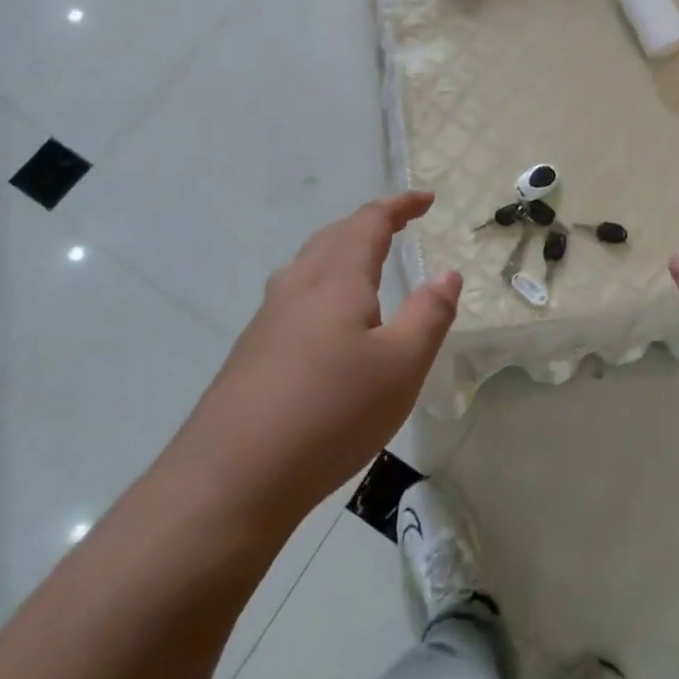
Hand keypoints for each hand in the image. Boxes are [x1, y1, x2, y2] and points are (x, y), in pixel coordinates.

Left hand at [170, 192, 461, 531]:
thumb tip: (448, 274)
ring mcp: (268, 318)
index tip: (426, 199)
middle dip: (370, 225)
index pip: (370, 222)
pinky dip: (324, 287)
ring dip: (342, 252)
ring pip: (309, 266)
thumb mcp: (401, 367)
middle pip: (334, 237)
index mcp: (336, 279)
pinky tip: (328, 323)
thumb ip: (429, 315)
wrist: (231, 478)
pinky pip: (295, 297)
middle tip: (400, 226)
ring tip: (366, 266)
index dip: (399, 206)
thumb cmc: (331, 413)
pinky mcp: (252, 351)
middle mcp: (298, 286)